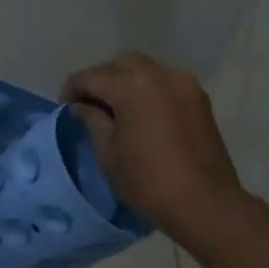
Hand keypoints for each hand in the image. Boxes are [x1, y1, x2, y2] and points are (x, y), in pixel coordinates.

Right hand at [60, 52, 250, 246]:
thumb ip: (92, 121)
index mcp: (132, 85)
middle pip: (120, 64)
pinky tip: (141, 115)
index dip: (72, 89)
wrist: (204, 202)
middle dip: (100, 80)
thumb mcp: (109, 154)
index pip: (91, 76)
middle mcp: (160, 73)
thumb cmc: (148, 181)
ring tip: (115, 110)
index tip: (64, 108)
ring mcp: (184, 83)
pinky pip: (165, 83)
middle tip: (89, 106)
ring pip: (145, 70)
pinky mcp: (199, 99)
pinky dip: (148, 90)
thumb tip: (81, 106)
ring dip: (126, 82)